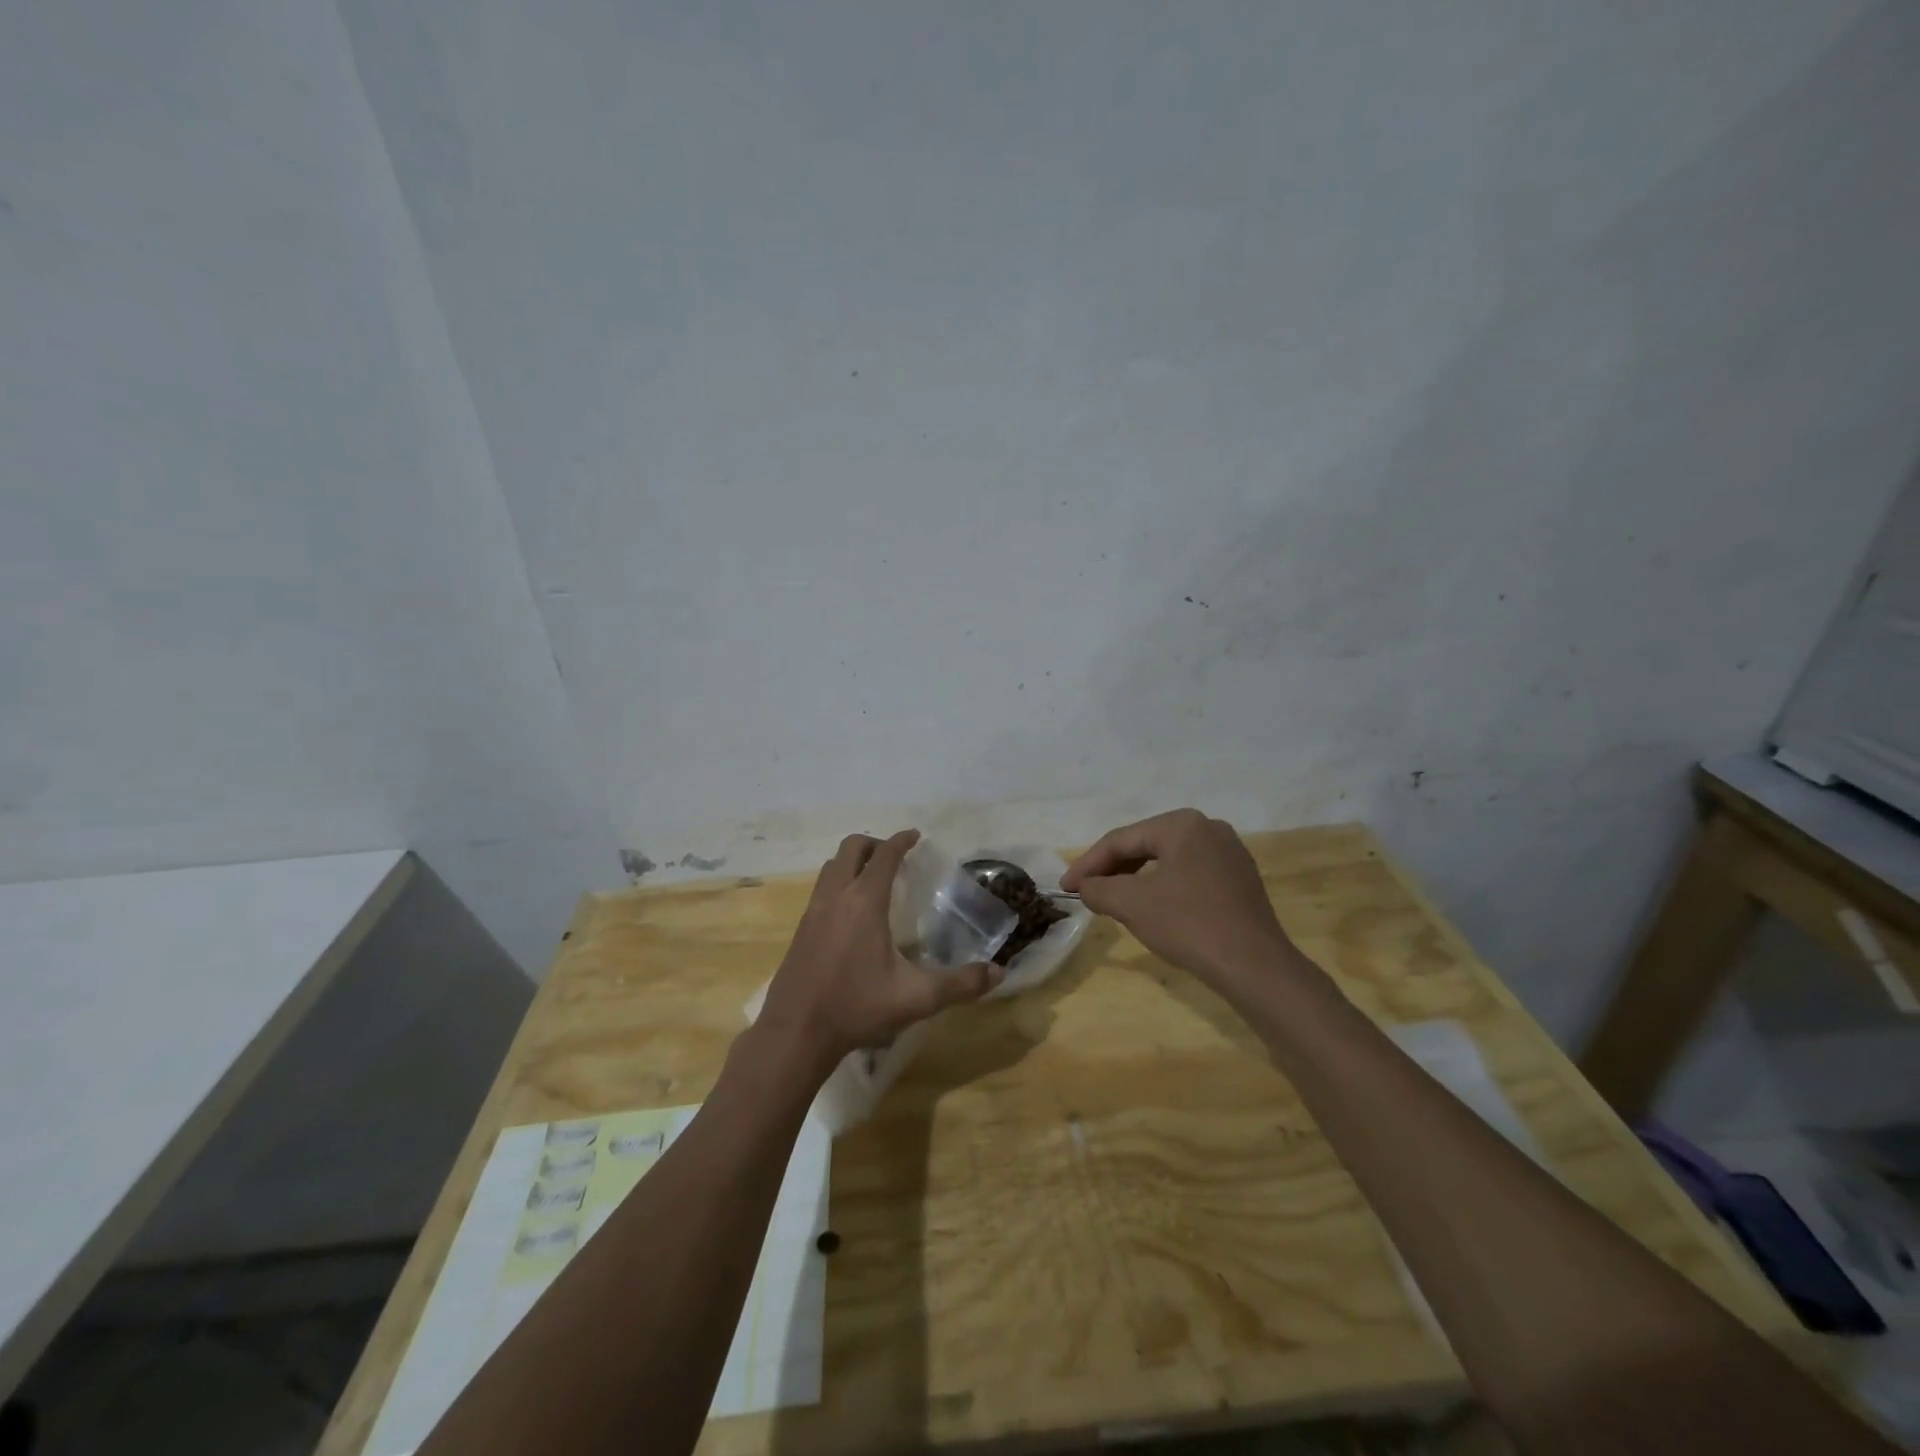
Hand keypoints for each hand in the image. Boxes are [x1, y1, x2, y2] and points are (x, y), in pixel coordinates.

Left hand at [755, 830, 1001, 1077]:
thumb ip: (960, 984)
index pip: (884, 856)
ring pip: (831, 867)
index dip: (901, 841)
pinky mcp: (800, 930)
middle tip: (895, 857)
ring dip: (852, 862)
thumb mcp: (916, 998)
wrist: (796, 1033)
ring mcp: (813, 912)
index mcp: (864, 902)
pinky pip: (821, 889)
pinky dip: (838, 884)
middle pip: (850, 848)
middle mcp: (836, 897)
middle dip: (874, 844)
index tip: (915, 836)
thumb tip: (998, 974)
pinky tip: (851, 914)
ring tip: (873, 879)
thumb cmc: (857, 1007)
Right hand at [1062, 809, 1302, 994]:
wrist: (1255, 966)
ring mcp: (1229, 852)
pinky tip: (1152, 906)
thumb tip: (1085, 886)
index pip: (1121, 839)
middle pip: (1145, 845)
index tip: (1064, 886)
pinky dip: (1164, 886)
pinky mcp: (1240, 878)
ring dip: (1136, 878)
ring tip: (1113, 900)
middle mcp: (1208, 827)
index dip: (1088, 863)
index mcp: (1181, 824)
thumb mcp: (1131, 905)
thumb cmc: (1189, 925)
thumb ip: (1098, 889)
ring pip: (1167, 859)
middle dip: (1112, 869)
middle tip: (1086, 892)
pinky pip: (1190, 873)